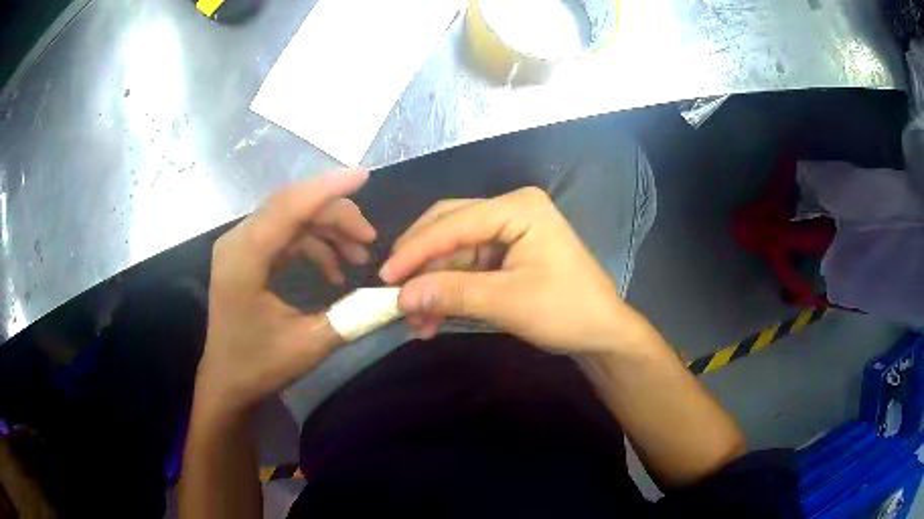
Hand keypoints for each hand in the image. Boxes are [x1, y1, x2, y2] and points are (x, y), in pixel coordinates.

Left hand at [197, 170, 375, 413]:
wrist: (227, 382)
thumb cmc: (259, 365)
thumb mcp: (309, 345)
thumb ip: (351, 316)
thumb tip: (390, 294)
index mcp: (244, 259)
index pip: (288, 207)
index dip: (328, 189)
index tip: (365, 176)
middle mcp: (237, 242)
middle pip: (291, 205)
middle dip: (335, 213)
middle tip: (369, 237)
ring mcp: (240, 246)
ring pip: (290, 217)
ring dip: (326, 230)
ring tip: (359, 255)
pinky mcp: (247, 255)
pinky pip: (285, 234)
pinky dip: (313, 244)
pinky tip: (334, 270)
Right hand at [380, 187, 656, 353]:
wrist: (603, 333)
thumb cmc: (566, 311)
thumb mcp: (507, 303)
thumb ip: (452, 294)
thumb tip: (401, 297)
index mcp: (518, 208)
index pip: (454, 222)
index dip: (416, 251)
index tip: (385, 278)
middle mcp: (510, 210)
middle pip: (448, 228)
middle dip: (420, 264)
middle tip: (394, 293)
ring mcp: (507, 232)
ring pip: (453, 252)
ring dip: (431, 284)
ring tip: (414, 319)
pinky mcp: (505, 254)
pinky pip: (465, 268)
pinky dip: (447, 291)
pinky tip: (432, 318)